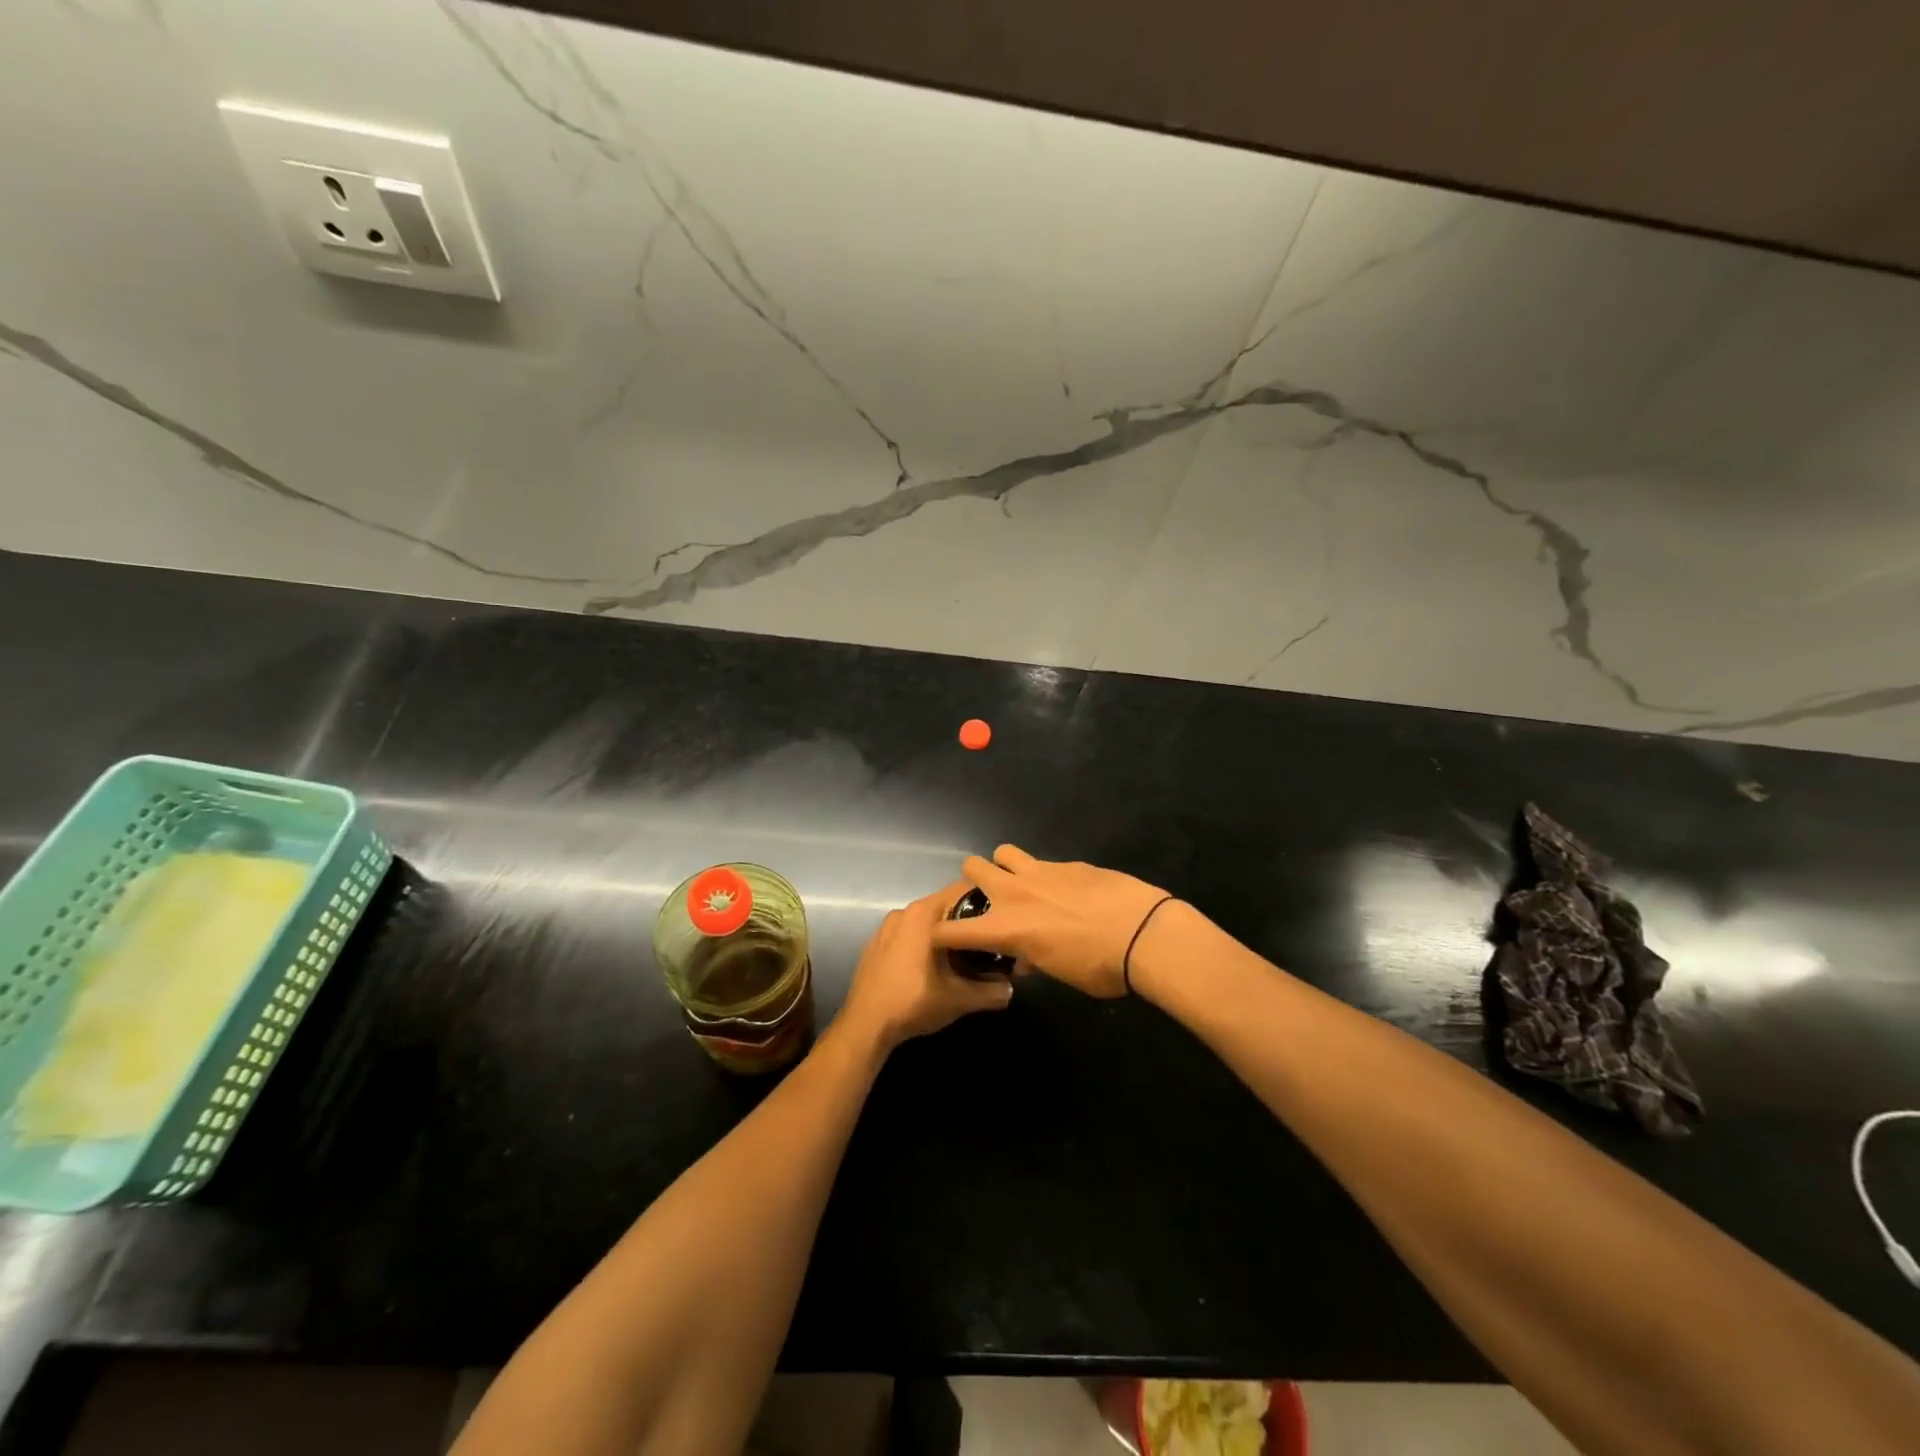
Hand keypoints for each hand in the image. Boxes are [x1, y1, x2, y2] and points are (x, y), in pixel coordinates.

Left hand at [837, 883, 1012, 1053]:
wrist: (865, 1025)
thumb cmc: (913, 1002)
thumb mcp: (959, 999)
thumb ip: (991, 991)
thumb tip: (1010, 988)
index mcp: (924, 913)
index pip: (963, 890)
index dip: (986, 901)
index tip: (1001, 917)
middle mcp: (904, 911)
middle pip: (945, 905)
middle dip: (966, 921)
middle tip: (987, 941)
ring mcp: (886, 927)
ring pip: (926, 921)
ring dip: (944, 933)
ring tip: (963, 956)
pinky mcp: (876, 944)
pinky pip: (908, 933)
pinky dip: (923, 942)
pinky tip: (931, 967)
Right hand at [929, 845, 1168, 997]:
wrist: (1146, 934)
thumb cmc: (1101, 967)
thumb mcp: (1060, 974)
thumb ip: (1034, 961)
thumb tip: (1026, 958)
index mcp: (1007, 928)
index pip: (952, 930)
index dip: (940, 936)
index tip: (943, 940)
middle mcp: (1016, 893)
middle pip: (972, 868)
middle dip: (973, 882)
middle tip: (990, 900)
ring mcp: (1043, 871)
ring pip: (1004, 852)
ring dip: (1006, 867)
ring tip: (1023, 885)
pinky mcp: (1070, 863)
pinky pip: (1044, 862)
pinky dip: (1046, 875)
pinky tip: (1067, 891)